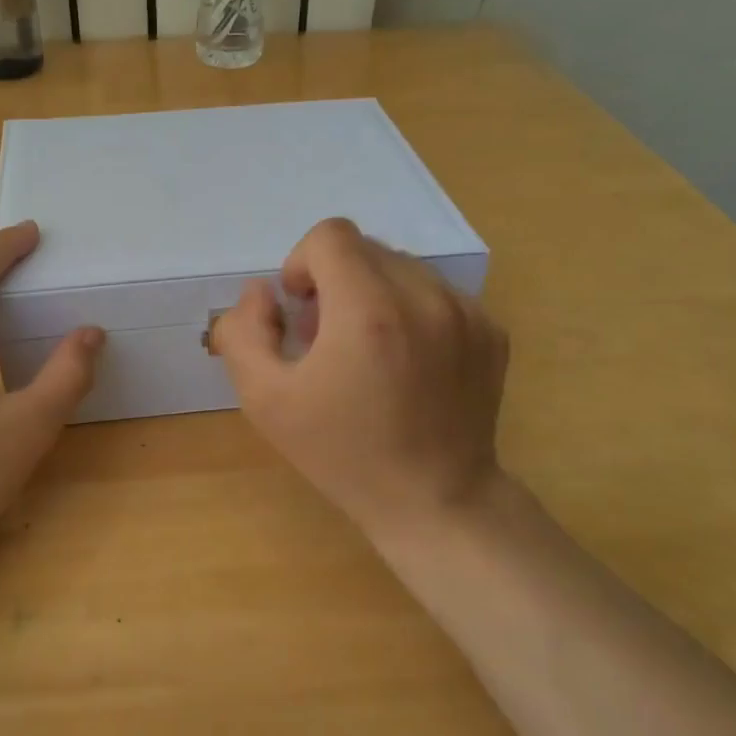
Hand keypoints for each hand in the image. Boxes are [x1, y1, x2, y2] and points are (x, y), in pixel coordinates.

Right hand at [213, 218, 506, 549]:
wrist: (434, 500)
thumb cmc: (342, 453)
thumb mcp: (265, 400)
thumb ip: (244, 333)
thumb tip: (261, 291)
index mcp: (367, 310)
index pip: (331, 236)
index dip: (302, 263)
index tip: (300, 308)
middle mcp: (425, 297)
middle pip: (367, 248)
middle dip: (336, 281)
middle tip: (327, 338)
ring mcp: (466, 312)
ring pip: (404, 268)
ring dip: (375, 293)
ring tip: (369, 350)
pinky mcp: (491, 331)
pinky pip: (438, 294)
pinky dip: (412, 312)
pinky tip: (408, 364)